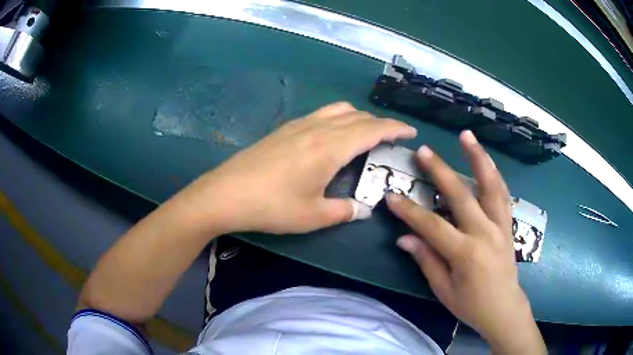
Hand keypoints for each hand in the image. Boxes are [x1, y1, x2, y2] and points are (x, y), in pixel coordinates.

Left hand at [186, 102, 416, 233]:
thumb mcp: (314, 215)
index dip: (395, 128)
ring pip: (338, 110)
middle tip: (391, 138)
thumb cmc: (272, 206)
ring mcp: (298, 125)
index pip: (373, 129)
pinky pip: (320, 114)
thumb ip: (344, 211)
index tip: (410, 131)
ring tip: (365, 133)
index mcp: (331, 147)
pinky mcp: (283, 129)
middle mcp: (318, 128)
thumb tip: (362, 209)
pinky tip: (331, 135)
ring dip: (358, 118)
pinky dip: (337, 119)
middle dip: (380, 123)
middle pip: (357, 117)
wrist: (226, 193)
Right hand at [386, 131, 544, 353]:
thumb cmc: (471, 305)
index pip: (431, 226)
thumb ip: (426, 260)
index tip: (391, 196)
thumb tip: (404, 238)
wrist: (504, 308)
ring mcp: (500, 225)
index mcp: (465, 253)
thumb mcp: (444, 290)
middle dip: (440, 171)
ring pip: (491, 185)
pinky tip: (487, 161)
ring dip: (478, 158)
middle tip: (423, 150)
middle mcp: (485, 233)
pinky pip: (503, 194)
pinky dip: (494, 174)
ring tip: (467, 136)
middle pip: (461, 195)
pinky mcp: (508, 224)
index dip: (409, 211)